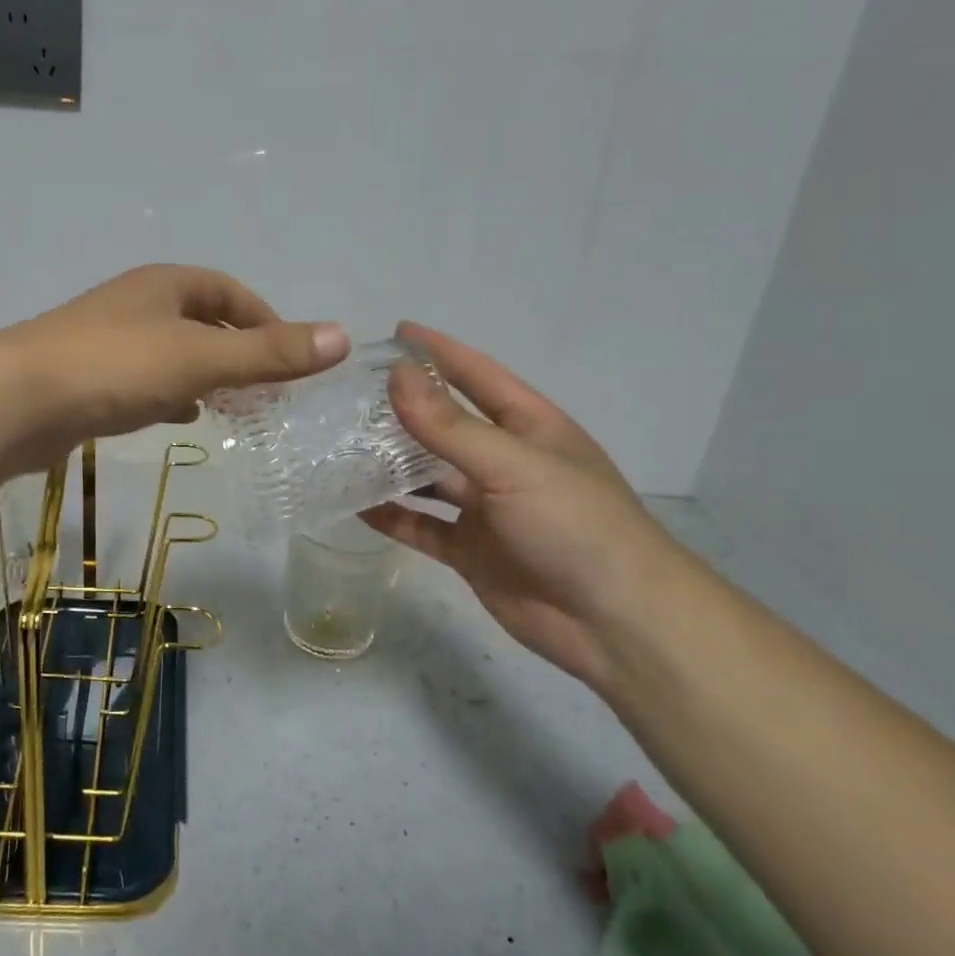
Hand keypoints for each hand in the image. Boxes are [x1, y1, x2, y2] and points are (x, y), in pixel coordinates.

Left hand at [0, 265, 349, 474]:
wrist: (14, 402)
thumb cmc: (114, 368)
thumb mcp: (200, 359)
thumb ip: (268, 353)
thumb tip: (342, 337)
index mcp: (164, 285)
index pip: (229, 292)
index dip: (266, 320)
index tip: (291, 360)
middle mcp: (136, 304)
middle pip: (201, 320)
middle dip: (236, 351)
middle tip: (266, 389)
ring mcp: (107, 340)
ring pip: (172, 353)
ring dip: (204, 374)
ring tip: (232, 406)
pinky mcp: (87, 378)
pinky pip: (143, 380)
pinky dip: (169, 394)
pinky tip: (179, 417)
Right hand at [362, 323, 695, 688]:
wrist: (615, 623)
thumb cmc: (575, 524)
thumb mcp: (512, 464)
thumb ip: (450, 425)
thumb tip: (396, 375)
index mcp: (529, 427)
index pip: (478, 376)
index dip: (439, 352)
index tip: (396, 332)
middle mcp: (504, 462)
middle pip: (445, 426)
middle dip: (403, 409)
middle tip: (349, 394)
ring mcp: (486, 509)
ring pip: (427, 477)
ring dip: (389, 464)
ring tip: (340, 446)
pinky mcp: (469, 551)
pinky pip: (421, 527)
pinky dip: (391, 517)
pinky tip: (353, 505)